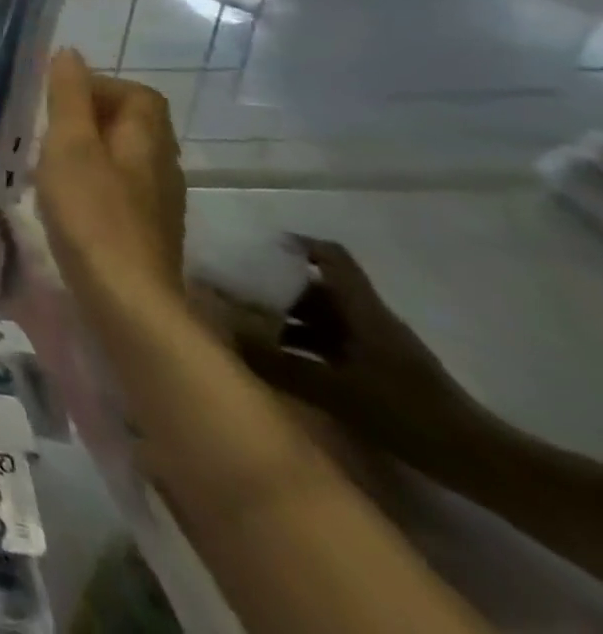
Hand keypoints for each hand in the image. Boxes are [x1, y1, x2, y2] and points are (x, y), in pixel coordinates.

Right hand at [34, 50, 185, 305]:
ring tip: (48, 160)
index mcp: (147, 139)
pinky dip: (93, 182)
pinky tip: (65, 199)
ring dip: (89, 151)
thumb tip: (69, 54)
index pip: (138, 94)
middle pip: (134, 125)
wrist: (127, 300)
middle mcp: (162, 166)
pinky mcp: (145, 232)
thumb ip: (68, 97)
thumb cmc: (92, 212)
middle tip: (47, 127)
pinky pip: (120, 189)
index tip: (59, 98)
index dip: (101, 86)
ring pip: (125, 159)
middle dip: (91, 117)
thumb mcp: (69, 145)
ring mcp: (158, 203)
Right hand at [230, 238, 478, 452]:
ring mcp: (378, 346)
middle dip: (275, 286)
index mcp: (363, 310)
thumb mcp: (336, 391)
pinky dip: (304, 343)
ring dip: (287, 317)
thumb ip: (279, 364)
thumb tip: (227, 336)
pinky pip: (332, 342)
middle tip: (235, 291)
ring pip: (323, 316)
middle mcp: (369, 319)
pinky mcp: (381, 370)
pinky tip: (281, 359)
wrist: (481, 464)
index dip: (294, 245)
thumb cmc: (407, 414)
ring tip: (248, 326)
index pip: (330, 257)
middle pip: (317, 287)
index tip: (254, 247)